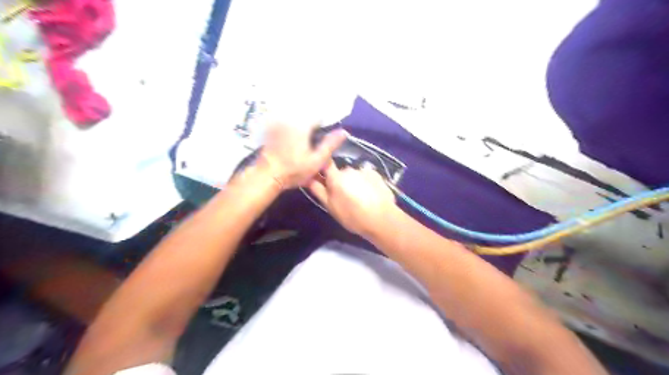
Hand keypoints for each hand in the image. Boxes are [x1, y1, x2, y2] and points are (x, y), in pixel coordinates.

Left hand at [257, 120, 346, 188]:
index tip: (322, 140)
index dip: (323, 127)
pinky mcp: (271, 128)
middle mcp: (289, 118)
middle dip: (312, 127)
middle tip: (313, 144)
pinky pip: (285, 123)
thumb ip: (330, 144)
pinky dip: (291, 129)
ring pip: (296, 118)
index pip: (319, 116)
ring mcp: (278, 122)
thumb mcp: (317, 160)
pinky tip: (292, 144)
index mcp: (302, 124)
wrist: (267, 175)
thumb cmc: (294, 170)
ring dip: (302, 127)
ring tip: (304, 145)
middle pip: (307, 116)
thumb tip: (344, 131)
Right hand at [307, 164, 394, 240]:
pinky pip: (366, 176)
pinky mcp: (376, 174)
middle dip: (341, 182)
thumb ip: (318, 190)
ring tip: (360, 199)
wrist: (382, 219)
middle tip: (345, 198)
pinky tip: (371, 195)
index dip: (322, 167)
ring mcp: (364, 171)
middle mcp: (349, 170)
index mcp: (336, 177)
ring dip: (354, 183)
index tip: (321, 176)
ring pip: (354, 175)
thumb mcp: (331, 207)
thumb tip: (307, 177)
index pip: (325, 163)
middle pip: (340, 173)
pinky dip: (366, 183)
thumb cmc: (352, 216)